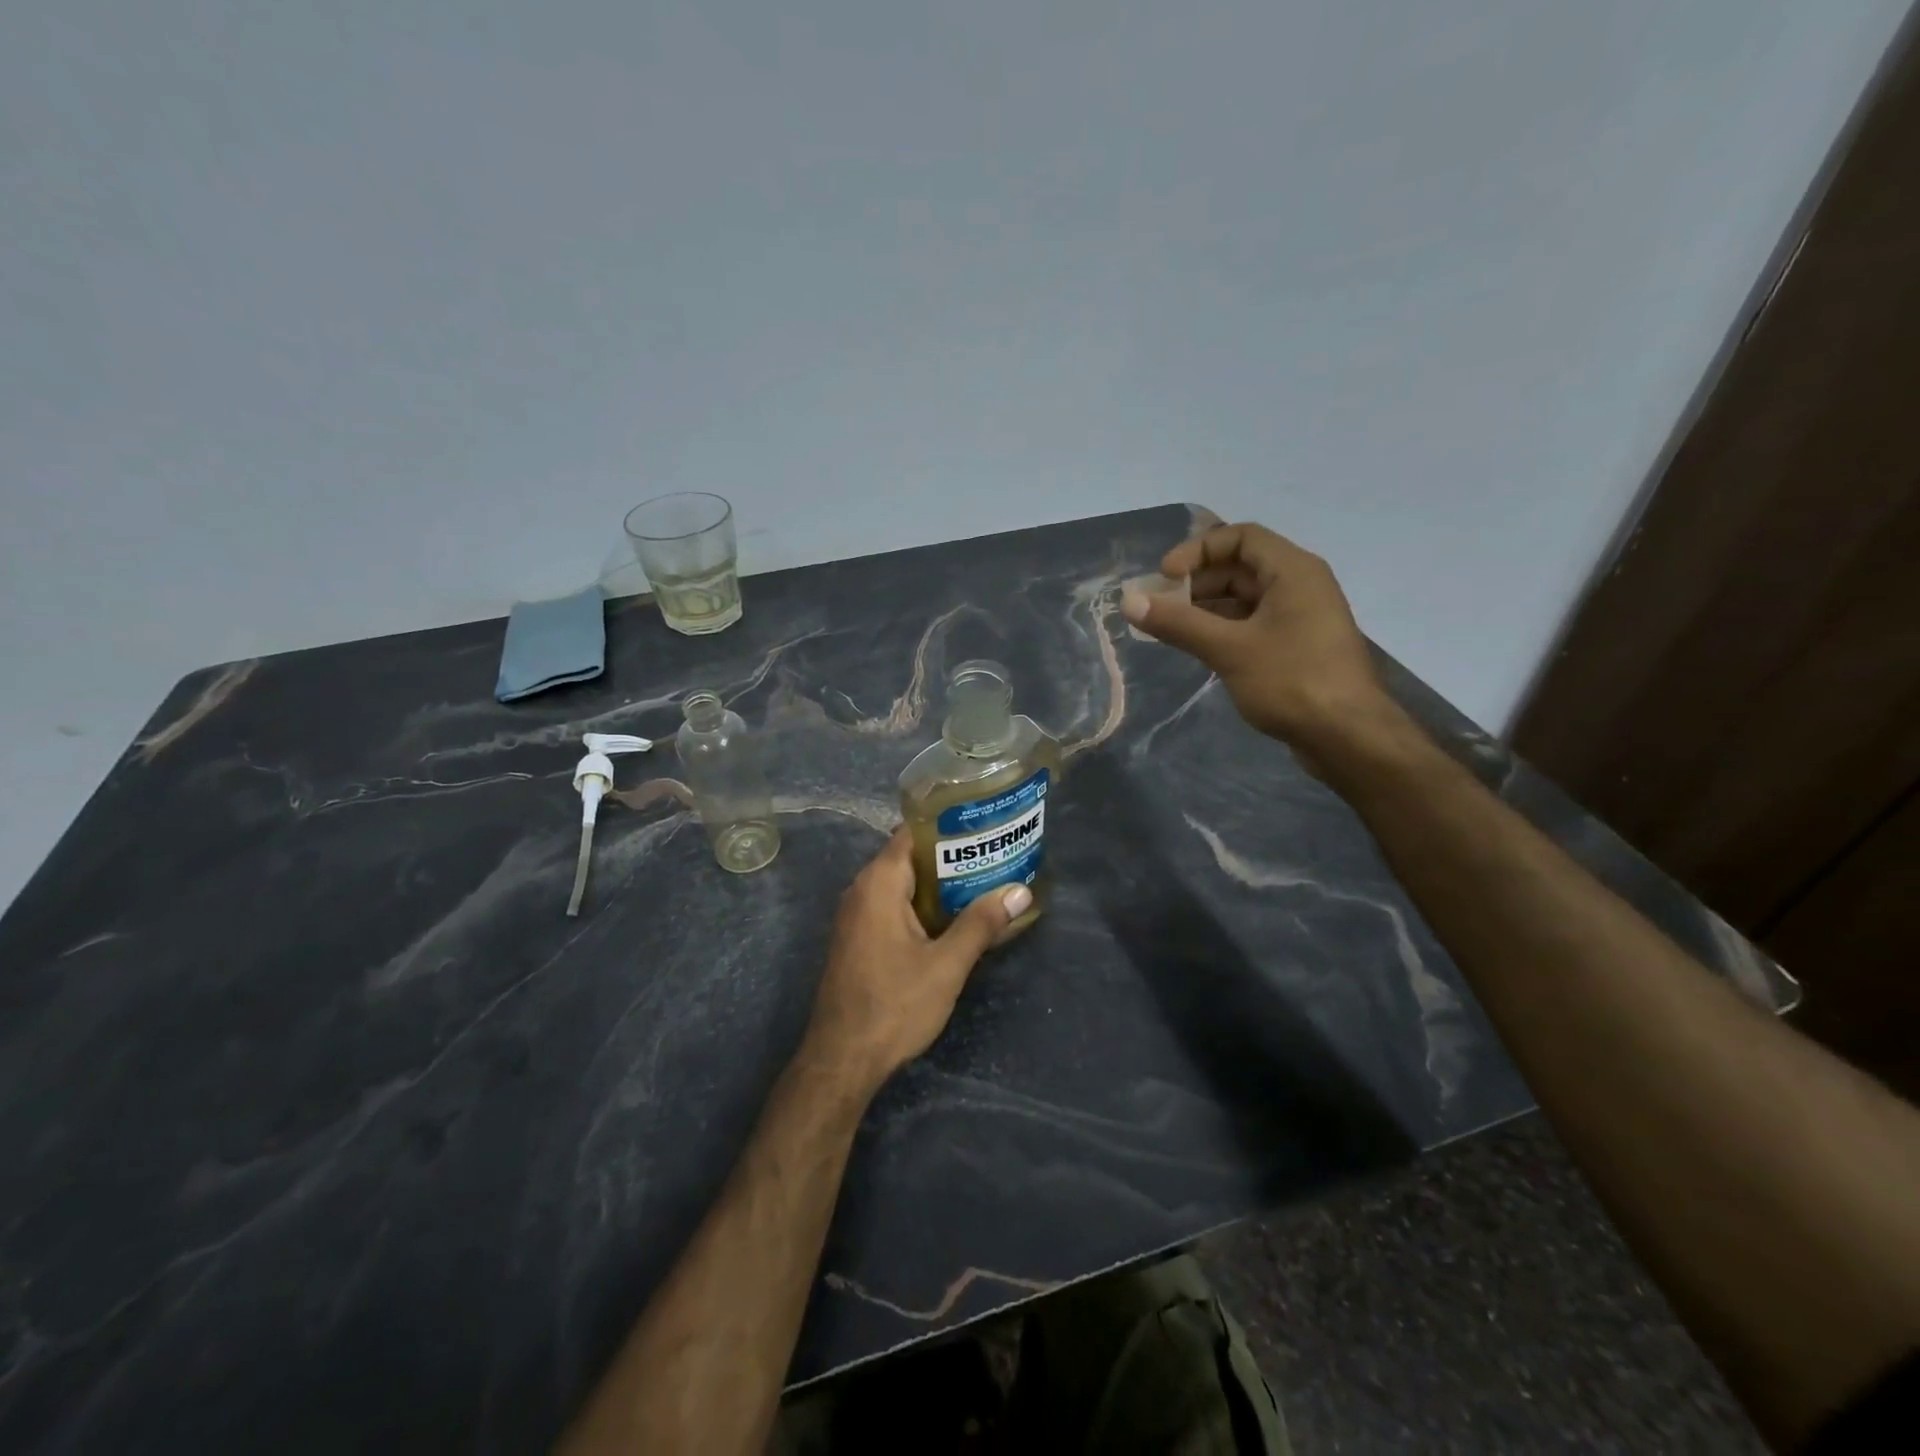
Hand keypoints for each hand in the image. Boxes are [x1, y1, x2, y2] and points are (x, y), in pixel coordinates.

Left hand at [802, 830, 1028, 1094]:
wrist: (842, 1059)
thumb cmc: (894, 1005)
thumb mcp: (946, 965)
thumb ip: (981, 924)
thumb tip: (1019, 891)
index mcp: (879, 883)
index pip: (912, 833)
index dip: (946, 825)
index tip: (982, 826)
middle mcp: (862, 890)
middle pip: (909, 858)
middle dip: (950, 857)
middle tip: (993, 855)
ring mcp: (856, 916)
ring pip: (902, 885)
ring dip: (938, 885)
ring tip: (983, 883)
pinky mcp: (858, 939)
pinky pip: (893, 906)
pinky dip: (922, 906)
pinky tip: (953, 919)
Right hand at [1121, 522, 1406, 762]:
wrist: (1348, 736)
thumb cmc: (1292, 681)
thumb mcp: (1228, 649)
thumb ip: (1178, 623)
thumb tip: (1129, 601)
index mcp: (1293, 571)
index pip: (1240, 537)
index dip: (1198, 550)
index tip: (1165, 577)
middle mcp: (1300, 586)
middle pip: (1240, 568)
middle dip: (1196, 582)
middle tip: (1159, 606)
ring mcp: (1300, 619)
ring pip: (1244, 600)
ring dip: (1205, 609)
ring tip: (1168, 628)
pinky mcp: (1296, 648)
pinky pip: (1252, 625)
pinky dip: (1222, 630)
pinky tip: (1196, 648)